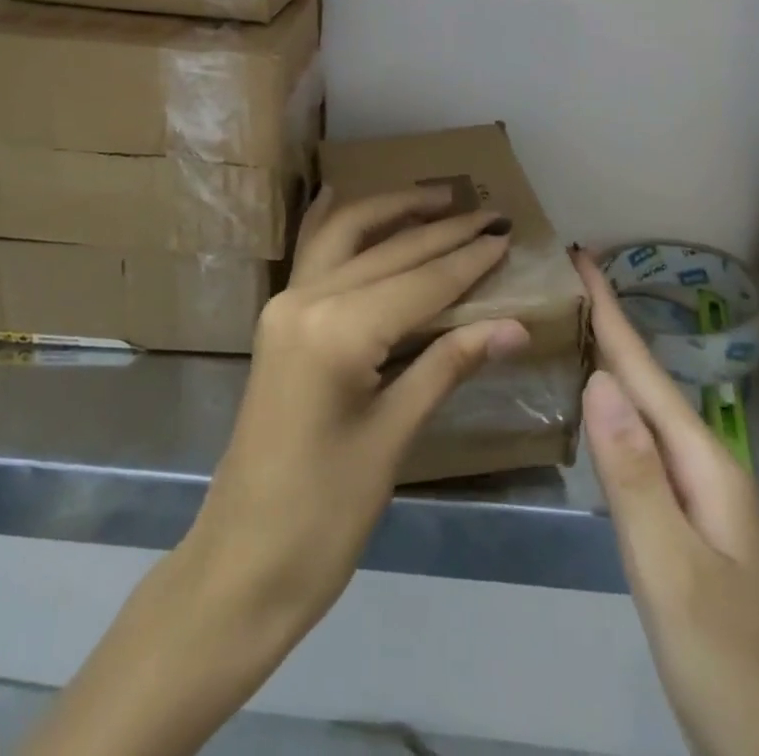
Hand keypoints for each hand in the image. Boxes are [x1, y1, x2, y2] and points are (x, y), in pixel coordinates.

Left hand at [192, 184, 529, 624]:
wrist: (242, 562)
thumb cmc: (325, 515)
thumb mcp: (394, 437)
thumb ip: (448, 365)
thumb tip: (515, 326)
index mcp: (338, 331)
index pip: (420, 282)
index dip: (467, 260)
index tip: (506, 234)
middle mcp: (307, 300)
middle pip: (387, 252)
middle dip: (441, 230)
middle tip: (488, 211)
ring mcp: (285, 305)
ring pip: (345, 237)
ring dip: (391, 212)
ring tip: (436, 197)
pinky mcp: (278, 319)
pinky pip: (312, 255)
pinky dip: (334, 223)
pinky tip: (341, 195)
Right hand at [575, 249, 758, 755]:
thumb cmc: (728, 665)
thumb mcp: (671, 569)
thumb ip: (633, 474)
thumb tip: (598, 376)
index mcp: (704, 463)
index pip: (645, 369)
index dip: (610, 310)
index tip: (579, 254)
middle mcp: (706, 466)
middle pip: (648, 379)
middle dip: (609, 324)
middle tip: (563, 281)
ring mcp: (702, 499)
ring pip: (648, 410)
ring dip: (613, 361)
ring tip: (574, 326)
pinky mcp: (690, 527)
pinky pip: (645, 445)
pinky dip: (617, 410)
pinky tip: (600, 412)